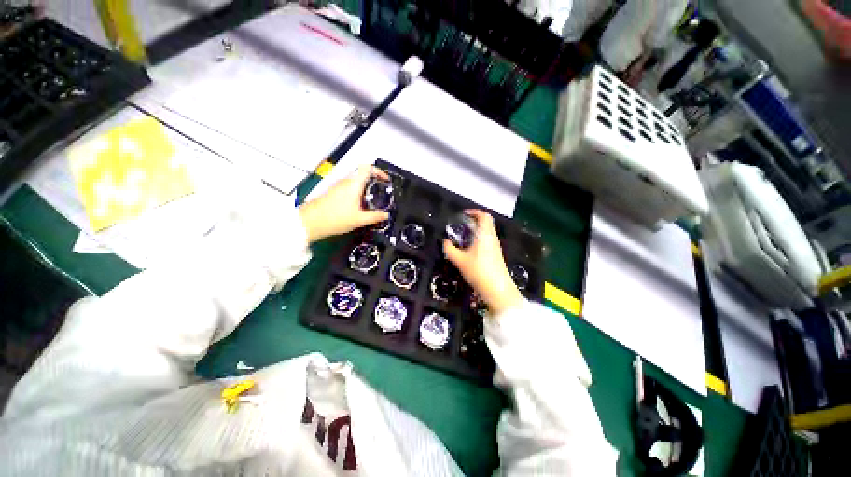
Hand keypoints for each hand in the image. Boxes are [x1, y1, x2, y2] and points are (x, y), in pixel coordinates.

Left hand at [299, 166, 389, 242]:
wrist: (310, 222)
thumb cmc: (335, 218)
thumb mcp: (359, 220)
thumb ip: (375, 216)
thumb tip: (385, 215)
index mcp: (353, 184)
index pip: (368, 168)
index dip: (379, 171)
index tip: (385, 180)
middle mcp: (345, 181)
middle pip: (362, 174)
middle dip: (374, 181)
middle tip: (382, 192)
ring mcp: (337, 186)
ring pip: (355, 181)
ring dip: (365, 187)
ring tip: (372, 201)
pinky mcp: (332, 192)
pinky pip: (348, 187)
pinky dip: (357, 192)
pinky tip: (359, 205)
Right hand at [443, 210, 522, 315]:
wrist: (497, 289)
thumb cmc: (478, 271)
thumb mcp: (459, 260)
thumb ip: (449, 249)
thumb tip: (445, 241)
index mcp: (485, 234)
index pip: (484, 216)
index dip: (474, 212)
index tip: (463, 214)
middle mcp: (492, 237)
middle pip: (486, 222)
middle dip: (474, 221)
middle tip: (461, 225)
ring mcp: (496, 246)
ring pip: (487, 232)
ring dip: (476, 230)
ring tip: (463, 236)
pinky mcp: (496, 254)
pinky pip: (487, 240)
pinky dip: (479, 239)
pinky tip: (470, 248)